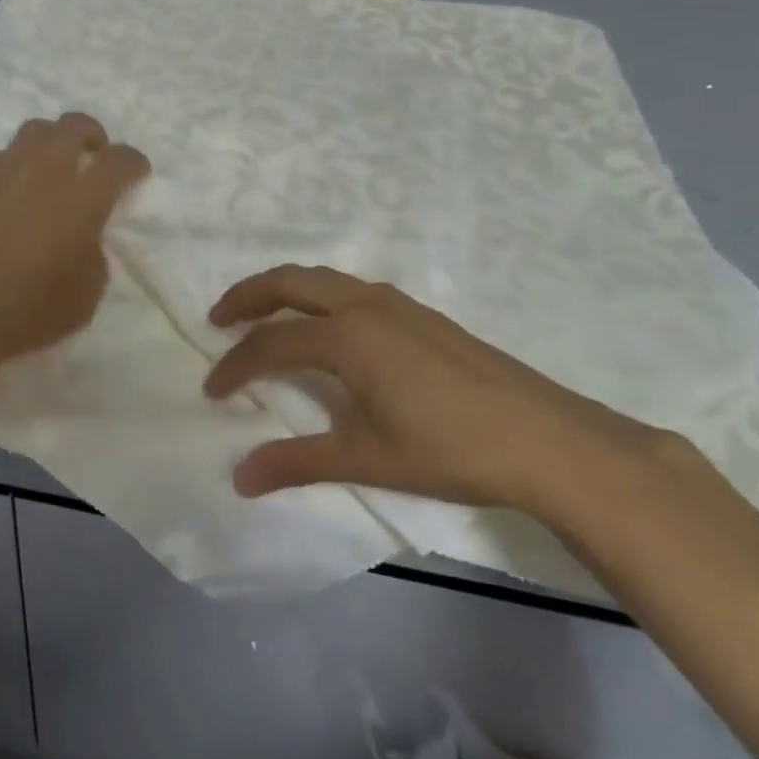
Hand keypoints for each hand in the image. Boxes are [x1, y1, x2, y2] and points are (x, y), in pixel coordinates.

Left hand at [0, 113, 149, 369]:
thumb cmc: (25, 309)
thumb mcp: (85, 296)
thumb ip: (94, 254)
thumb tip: (83, 235)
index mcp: (84, 196)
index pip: (121, 160)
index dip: (134, 163)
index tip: (136, 174)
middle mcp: (46, 167)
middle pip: (76, 125)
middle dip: (92, 137)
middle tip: (93, 158)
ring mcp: (3, 167)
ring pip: (35, 130)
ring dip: (52, 142)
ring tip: (51, 168)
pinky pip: (0, 155)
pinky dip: (13, 164)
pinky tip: (9, 190)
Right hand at [204, 265, 653, 513]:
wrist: (546, 440)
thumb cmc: (449, 449)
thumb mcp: (366, 458)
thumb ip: (297, 462)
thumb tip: (240, 478)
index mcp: (347, 335)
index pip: (272, 343)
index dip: (236, 366)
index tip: (212, 391)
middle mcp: (366, 306)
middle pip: (290, 282)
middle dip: (248, 295)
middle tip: (219, 317)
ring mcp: (398, 305)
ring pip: (325, 280)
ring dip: (286, 291)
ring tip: (266, 316)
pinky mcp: (423, 315)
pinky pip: (353, 290)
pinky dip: (321, 298)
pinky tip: (330, 329)